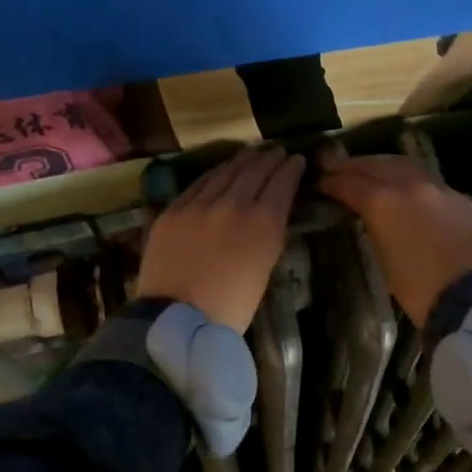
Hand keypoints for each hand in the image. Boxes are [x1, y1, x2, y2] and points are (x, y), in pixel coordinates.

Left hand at [137, 147, 303, 330]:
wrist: (177, 321)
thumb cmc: (231, 307)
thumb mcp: (264, 268)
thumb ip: (270, 233)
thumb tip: (272, 211)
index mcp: (263, 223)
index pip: (282, 183)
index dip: (292, 168)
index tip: (297, 159)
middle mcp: (233, 204)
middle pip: (255, 170)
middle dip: (269, 158)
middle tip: (277, 150)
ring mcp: (200, 204)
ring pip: (225, 172)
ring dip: (242, 160)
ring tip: (252, 154)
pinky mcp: (174, 210)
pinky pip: (198, 184)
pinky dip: (215, 173)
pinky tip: (220, 170)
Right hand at [318, 154, 471, 325]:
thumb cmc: (419, 289)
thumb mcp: (384, 259)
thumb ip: (375, 228)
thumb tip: (370, 216)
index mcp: (383, 201)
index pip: (350, 183)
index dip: (332, 182)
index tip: (320, 182)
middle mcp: (409, 185)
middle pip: (376, 165)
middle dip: (354, 166)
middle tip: (337, 168)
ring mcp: (438, 187)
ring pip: (403, 164)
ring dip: (382, 165)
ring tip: (368, 170)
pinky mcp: (459, 197)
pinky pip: (427, 178)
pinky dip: (408, 176)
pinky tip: (404, 185)